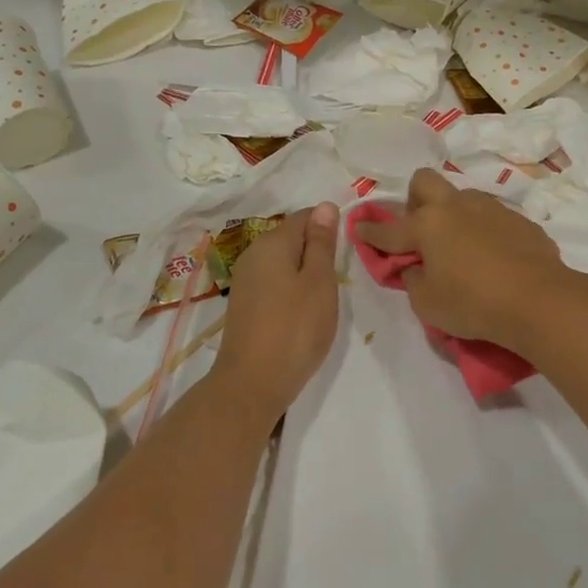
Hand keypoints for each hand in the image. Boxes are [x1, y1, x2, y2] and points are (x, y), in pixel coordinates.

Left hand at [210, 202, 341, 419]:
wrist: (252, 383)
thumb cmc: (295, 328)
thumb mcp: (319, 282)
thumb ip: (322, 242)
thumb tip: (325, 205)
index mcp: (272, 242)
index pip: (306, 216)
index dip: (329, 229)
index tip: (345, 257)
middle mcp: (253, 253)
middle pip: (292, 238)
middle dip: (316, 253)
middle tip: (335, 284)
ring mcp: (245, 279)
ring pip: (283, 262)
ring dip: (304, 275)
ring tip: (320, 302)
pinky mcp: (243, 303)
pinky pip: (273, 282)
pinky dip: (290, 291)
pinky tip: (300, 314)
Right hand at [353, 169, 568, 348]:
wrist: (539, 300)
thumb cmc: (473, 303)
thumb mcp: (428, 303)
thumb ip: (413, 279)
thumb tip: (415, 265)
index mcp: (427, 225)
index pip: (388, 228)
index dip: (370, 231)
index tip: (358, 227)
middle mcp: (455, 206)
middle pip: (424, 182)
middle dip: (414, 200)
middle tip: (420, 230)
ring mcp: (490, 208)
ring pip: (461, 197)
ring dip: (452, 215)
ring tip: (460, 247)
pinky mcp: (518, 219)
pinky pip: (490, 217)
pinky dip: (482, 231)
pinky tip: (492, 257)